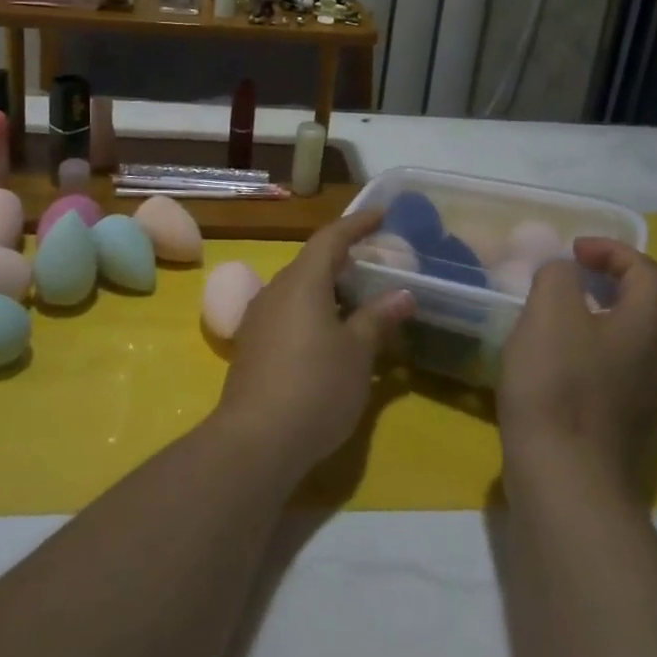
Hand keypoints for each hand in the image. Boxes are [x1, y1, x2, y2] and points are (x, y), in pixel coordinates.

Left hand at [215, 211, 412, 471]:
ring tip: (356, 298)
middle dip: (342, 258)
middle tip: (374, 263)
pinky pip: (287, 312)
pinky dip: (312, 311)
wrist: (255, 441)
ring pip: (298, 289)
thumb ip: (378, 318)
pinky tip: (329, 334)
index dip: (356, 224)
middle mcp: (276, 290)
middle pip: (311, 263)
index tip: (381, 215)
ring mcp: (259, 318)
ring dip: (327, 288)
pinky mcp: (253, 346)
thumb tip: (403, 294)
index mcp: (303, 282)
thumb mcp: (357, 353)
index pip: (331, 238)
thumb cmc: (315, 387)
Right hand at [497, 238, 656, 486]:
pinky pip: (627, 367)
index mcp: (648, 324)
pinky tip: (566, 358)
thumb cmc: (557, 384)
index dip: (611, 251)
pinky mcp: (629, 420)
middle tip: (586, 276)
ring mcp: (649, 393)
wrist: (566, 476)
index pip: (646, 271)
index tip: (573, 252)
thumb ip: (558, 276)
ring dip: (614, 315)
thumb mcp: (548, 311)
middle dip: (624, 281)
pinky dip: (604, 347)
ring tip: (572, 312)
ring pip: (644, 340)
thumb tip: (565, 272)